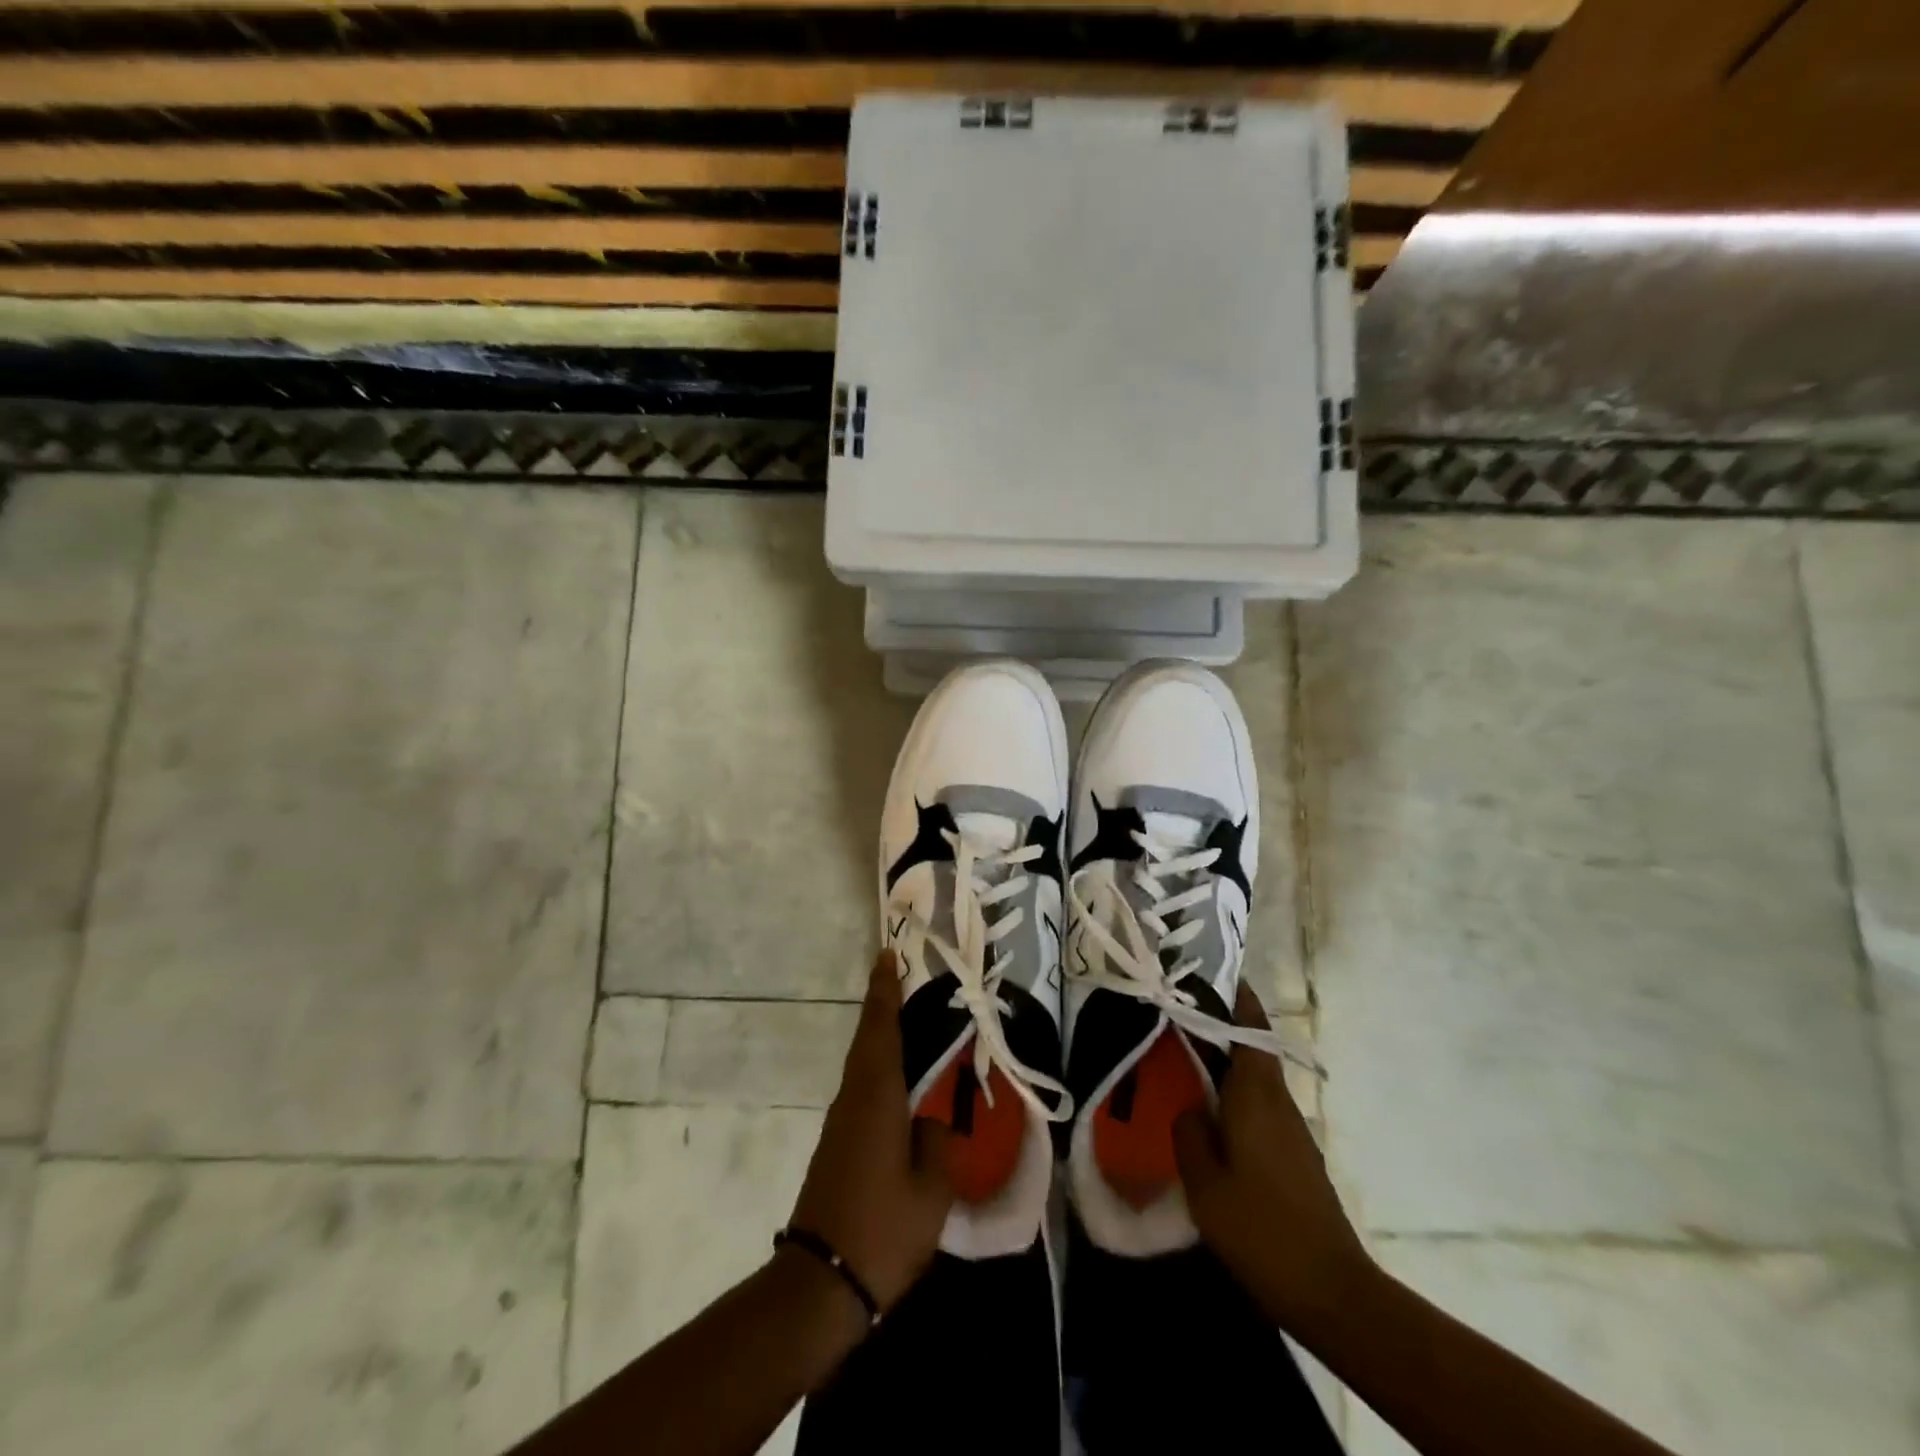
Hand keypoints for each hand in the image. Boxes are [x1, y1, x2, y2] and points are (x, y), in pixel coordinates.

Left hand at [789, 951, 952, 1313]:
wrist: (819, 1284)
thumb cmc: (882, 1230)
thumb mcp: (931, 1190)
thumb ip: (938, 1143)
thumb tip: (933, 1119)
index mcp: (877, 1097)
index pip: (880, 1028)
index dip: (884, 991)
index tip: (887, 955)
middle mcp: (853, 1099)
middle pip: (868, 1040)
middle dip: (883, 1007)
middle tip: (905, 981)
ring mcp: (840, 1123)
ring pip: (863, 1065)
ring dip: (881, 1038)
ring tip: (913, 1026)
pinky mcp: (837, 1146)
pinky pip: (862, 1090)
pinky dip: (880, 1070)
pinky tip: (901, 1086)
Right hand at [1173, 984, 1374, 1331]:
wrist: (1332, 1292)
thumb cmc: (1261, 1229)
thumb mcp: (1204, 1181)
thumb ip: (1189, 1132)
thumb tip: (1191, 1107)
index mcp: (1256, 1094)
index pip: (1249, 1026)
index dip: (1231, 995)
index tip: (1204, 972)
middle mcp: (1277, 1100)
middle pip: (1250, 1047)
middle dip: (1218, 1025)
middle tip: (1175, 1014)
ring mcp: (1291, 1129)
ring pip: (1253, 1078)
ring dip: (1223, 1062)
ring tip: (1182, 1059)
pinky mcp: (1295, 1155)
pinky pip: (1259, 1106)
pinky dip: (1233, 1095)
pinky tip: (1208, 1115)